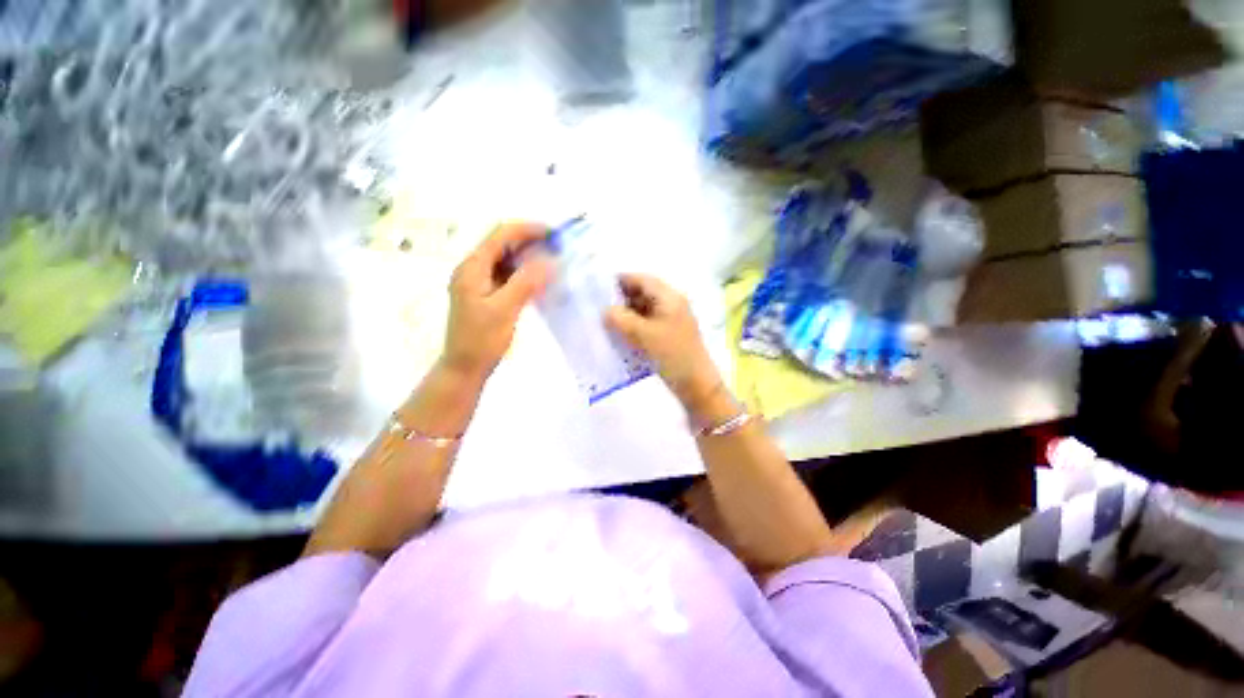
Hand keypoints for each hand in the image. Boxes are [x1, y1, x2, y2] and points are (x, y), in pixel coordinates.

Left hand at [444, 223, 553, 379]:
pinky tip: (541, 279)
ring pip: (507, 260)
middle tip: (558, 248)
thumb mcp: (504, 309)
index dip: (527, 229)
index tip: (554, 234)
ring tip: (554, 260)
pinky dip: (525, 273)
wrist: (465, 367)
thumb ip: (526, 282)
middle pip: (503, 244)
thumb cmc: (481, 340)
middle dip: (530, 241)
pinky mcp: (488, 294)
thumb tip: (549, 260)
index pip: (501, 235)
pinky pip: (509, 275)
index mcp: (473, 267)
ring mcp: (480, 282)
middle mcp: (474, 269)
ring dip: (529, 256)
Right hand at [605, 273, 723, 412]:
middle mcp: (671, 304)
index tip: (599, 289)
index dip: (620, 281)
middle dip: (621, 299)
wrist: (696, 384)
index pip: (642, 279)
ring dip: (626, 314)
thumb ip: (621, 319)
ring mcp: (670, 320)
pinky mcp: (668, 335)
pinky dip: (633, 326)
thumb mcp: (644, 334)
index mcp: (669, 297)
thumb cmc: (672, 354)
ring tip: (605, 322)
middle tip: (598, 308)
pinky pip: (647, 324)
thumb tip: (605, 310)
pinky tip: (619, 335)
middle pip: (642, 294)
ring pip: (643, 310)